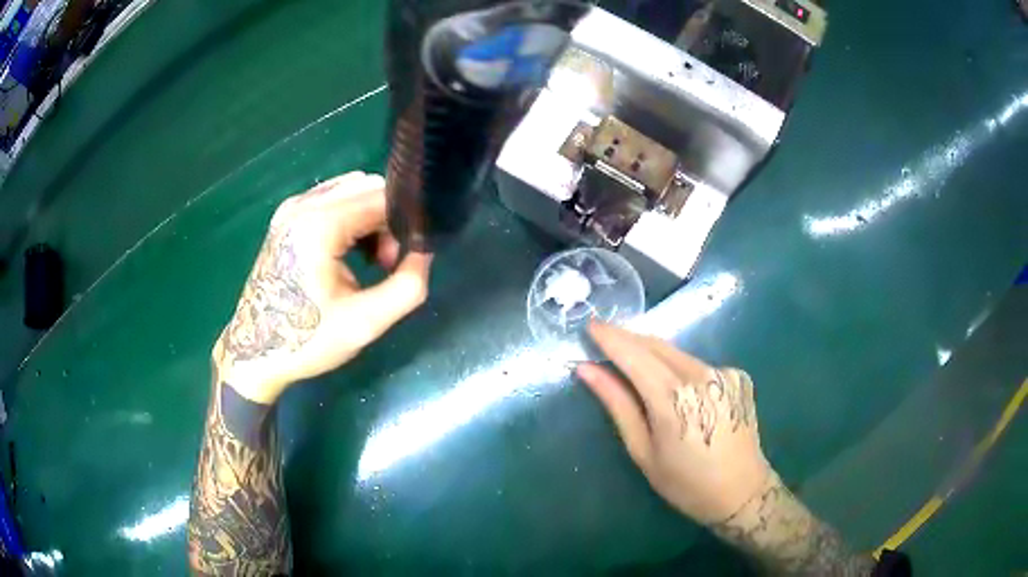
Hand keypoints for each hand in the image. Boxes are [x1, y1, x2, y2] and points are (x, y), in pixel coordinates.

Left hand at [215, 172, 431, 404]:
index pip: (382, 198)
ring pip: (351, 190)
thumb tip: (426, 252)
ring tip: (368, 262)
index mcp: (319, 225)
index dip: (405, 223)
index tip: (408, 258)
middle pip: (367, 188)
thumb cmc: (308, 340)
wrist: (255, 353)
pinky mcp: (286, 216)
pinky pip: (332, 200)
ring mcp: (291, 207)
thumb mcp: (366, 322)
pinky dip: (350, 218)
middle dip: (388, 220)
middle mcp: (303, 204)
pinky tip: (347, 253)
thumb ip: (408, 285)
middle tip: (387, 264)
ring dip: (370, 218)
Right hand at [577, 322, 771, 524]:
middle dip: (628, 338)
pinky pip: (698, 364)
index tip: (590, 324)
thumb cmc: (685, 483)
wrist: (742, 491)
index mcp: (674, 398)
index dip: (610, 337)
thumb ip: (617, 405)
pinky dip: (678, 368)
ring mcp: (724, 372)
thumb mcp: (643, 451)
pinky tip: (674, 386)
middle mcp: (702, 375)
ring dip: (652, 353)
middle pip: (656, 345)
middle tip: (603, 337)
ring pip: (678, 353)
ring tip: (632, 361)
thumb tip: (588, 370)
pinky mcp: (737, 375)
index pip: (634, 355)